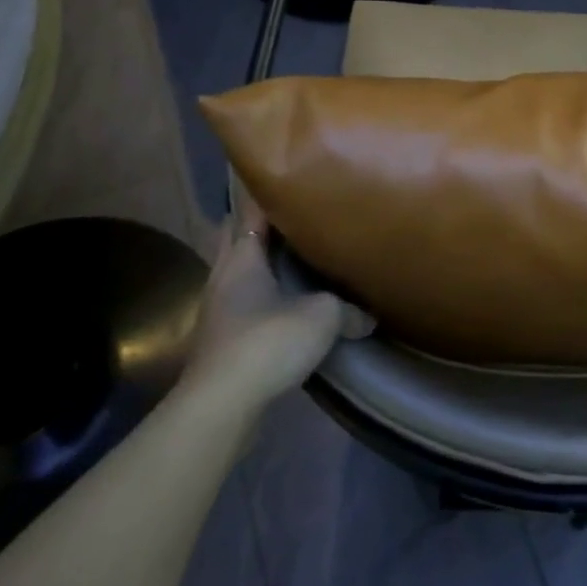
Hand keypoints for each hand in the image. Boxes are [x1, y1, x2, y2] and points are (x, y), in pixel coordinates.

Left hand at [184, 198, 373, 403]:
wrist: (221, 404)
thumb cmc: (268, 341)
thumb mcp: (323, 317)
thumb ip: (348, 309)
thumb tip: (369, 315)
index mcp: (242, 258)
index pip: (249, 213)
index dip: (266, 196)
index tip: (287, 181)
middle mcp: (224, 277)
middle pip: (237, 240)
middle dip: (260, 228)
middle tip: (293, 216)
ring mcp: (218, 310)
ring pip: (239, 273)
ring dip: (261, 265)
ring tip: (294, 258)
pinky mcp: (221, 340)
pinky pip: (244, 304)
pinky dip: (262, 296)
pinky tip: (285, 304)